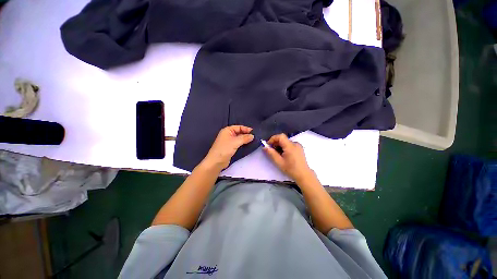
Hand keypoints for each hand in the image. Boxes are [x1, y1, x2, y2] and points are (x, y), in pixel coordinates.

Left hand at [201, 125, 253, 170]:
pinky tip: (248, 145)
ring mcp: (229, 141)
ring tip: (253, 141)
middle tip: (255, 137)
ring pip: (239, 138)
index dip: (246, 129)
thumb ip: (244, 138)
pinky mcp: (230, 147)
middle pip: (239, 132)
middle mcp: (228, 134)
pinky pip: (238, 143)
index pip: (239, 127)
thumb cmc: (224, 149)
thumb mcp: (235, 142)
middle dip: (246, 134)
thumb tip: (252, 136)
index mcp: (227, 130)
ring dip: (245, 139)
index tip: (254, 132)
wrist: (216, 162)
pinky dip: (243, 143)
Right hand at [263, 133, 313, 182]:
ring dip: (280, 146)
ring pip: (286, 142)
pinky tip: (283, 155)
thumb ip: (271, 153)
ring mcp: (298, 146)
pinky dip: (284, 147)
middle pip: (283, 139)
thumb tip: (264, 147)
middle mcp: (295, 143)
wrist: (304, 175)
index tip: (268, 145)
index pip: (280, 136)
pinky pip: (290, 145)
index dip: (273, 139)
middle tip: (271, 151)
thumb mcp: (279, 162)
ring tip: (277, 155)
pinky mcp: (299, 149)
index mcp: (290, 146)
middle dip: (275, 143)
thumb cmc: (291, 169)